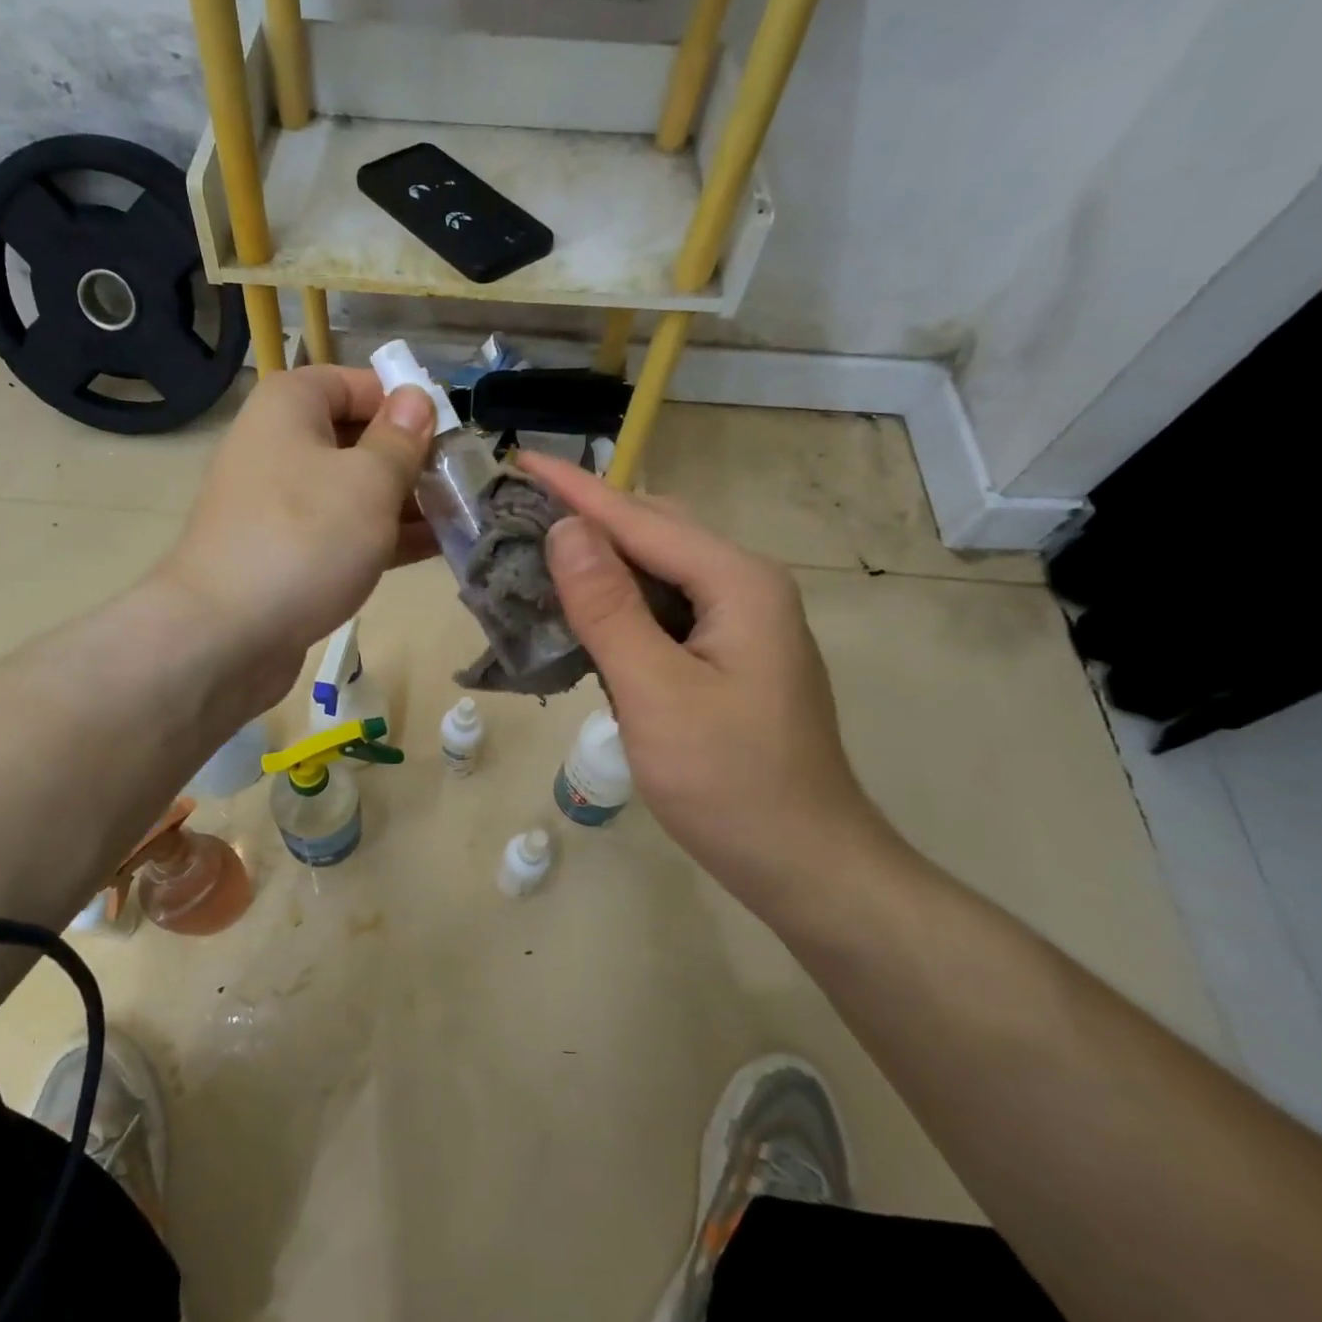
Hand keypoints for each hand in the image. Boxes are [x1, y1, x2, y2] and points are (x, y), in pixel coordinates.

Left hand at [156, 365, 435, 704]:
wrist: (225, 635)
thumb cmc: (304, 539)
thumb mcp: (368, 482)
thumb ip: (400, 439)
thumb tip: (416, 398)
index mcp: (290, 407)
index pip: (356, 383)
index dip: (405, 403)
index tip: (450, 433)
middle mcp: (277, 446)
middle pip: (356, 438)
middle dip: (411, 460)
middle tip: (463, 482)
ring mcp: (278, 505)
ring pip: (352, 492)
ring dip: (403, 503)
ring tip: (460, 517)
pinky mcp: (284, 554)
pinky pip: (340, 533)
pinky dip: (381, 537)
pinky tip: (431, 549)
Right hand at [520, 453, 892, 897]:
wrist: (803, 862)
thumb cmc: (729, 781)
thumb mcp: (657, 693)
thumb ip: (609, 608)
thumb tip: (567, 530)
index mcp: (738, 583)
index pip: (641, 518)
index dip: (576, 489)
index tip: (518, 459)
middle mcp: (745, 587)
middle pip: (656, 531)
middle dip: (588, 516)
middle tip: (520, 511)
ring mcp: (740, 623)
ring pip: (659, 569)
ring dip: (601, 558)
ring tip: (539, 552)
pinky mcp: (727, 656)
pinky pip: (664, 607)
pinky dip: (619, 600)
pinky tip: (584, 612)